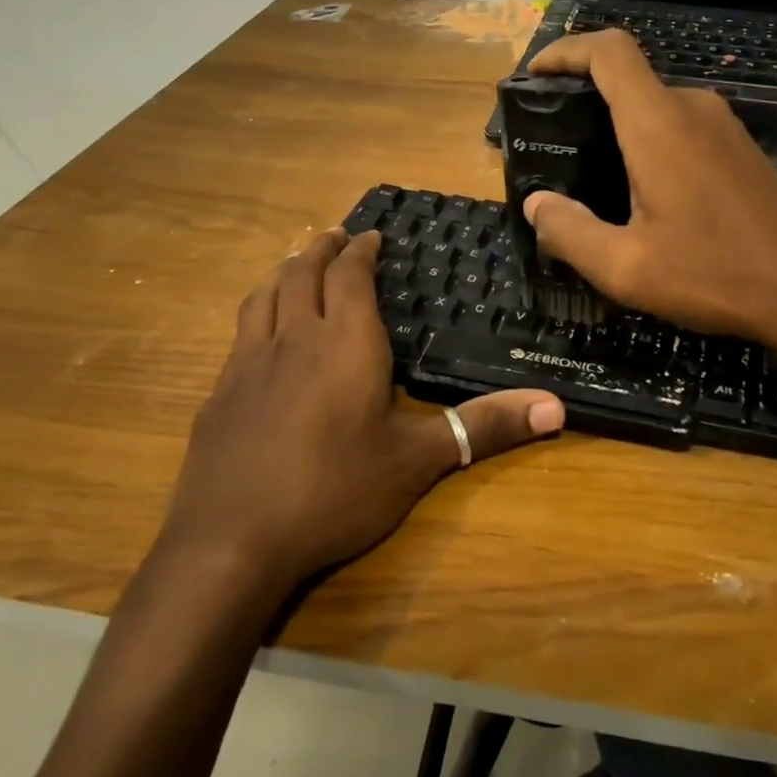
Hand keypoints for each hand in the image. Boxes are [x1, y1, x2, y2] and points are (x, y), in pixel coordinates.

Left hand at [155, 228, 565, 591]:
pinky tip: (259, 334)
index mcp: (346, 342)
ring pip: (264, 296)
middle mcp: (295, 338)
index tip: (371, 235)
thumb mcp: (418, 460)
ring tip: (295, 265)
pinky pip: (240, 332)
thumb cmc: (336, 490)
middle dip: (321, 249)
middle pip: (302, 273)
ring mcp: (248, 363)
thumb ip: (484, 427)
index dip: (361, 250)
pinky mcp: (220, 392)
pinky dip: (256, 312)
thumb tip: (556, 408)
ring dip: (283, 272)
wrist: (232, 541)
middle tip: (336, 237)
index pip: (351, 275)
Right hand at [523, 30, 776, 355]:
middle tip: (553, 145)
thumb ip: (569, 232)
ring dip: (618, 126)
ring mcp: (724, 128)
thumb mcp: (626, 267)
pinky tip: (643, 193)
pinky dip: (650, 142)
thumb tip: (536, 204)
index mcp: (659, 125)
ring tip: (590, 175)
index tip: (535, 74)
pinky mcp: (741, 149)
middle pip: (629, 79)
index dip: (566, 51)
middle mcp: (693, 110)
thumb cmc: (715, 275)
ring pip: (656, 106)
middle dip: (584, 99)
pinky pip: (682, 128)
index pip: (609, 52)